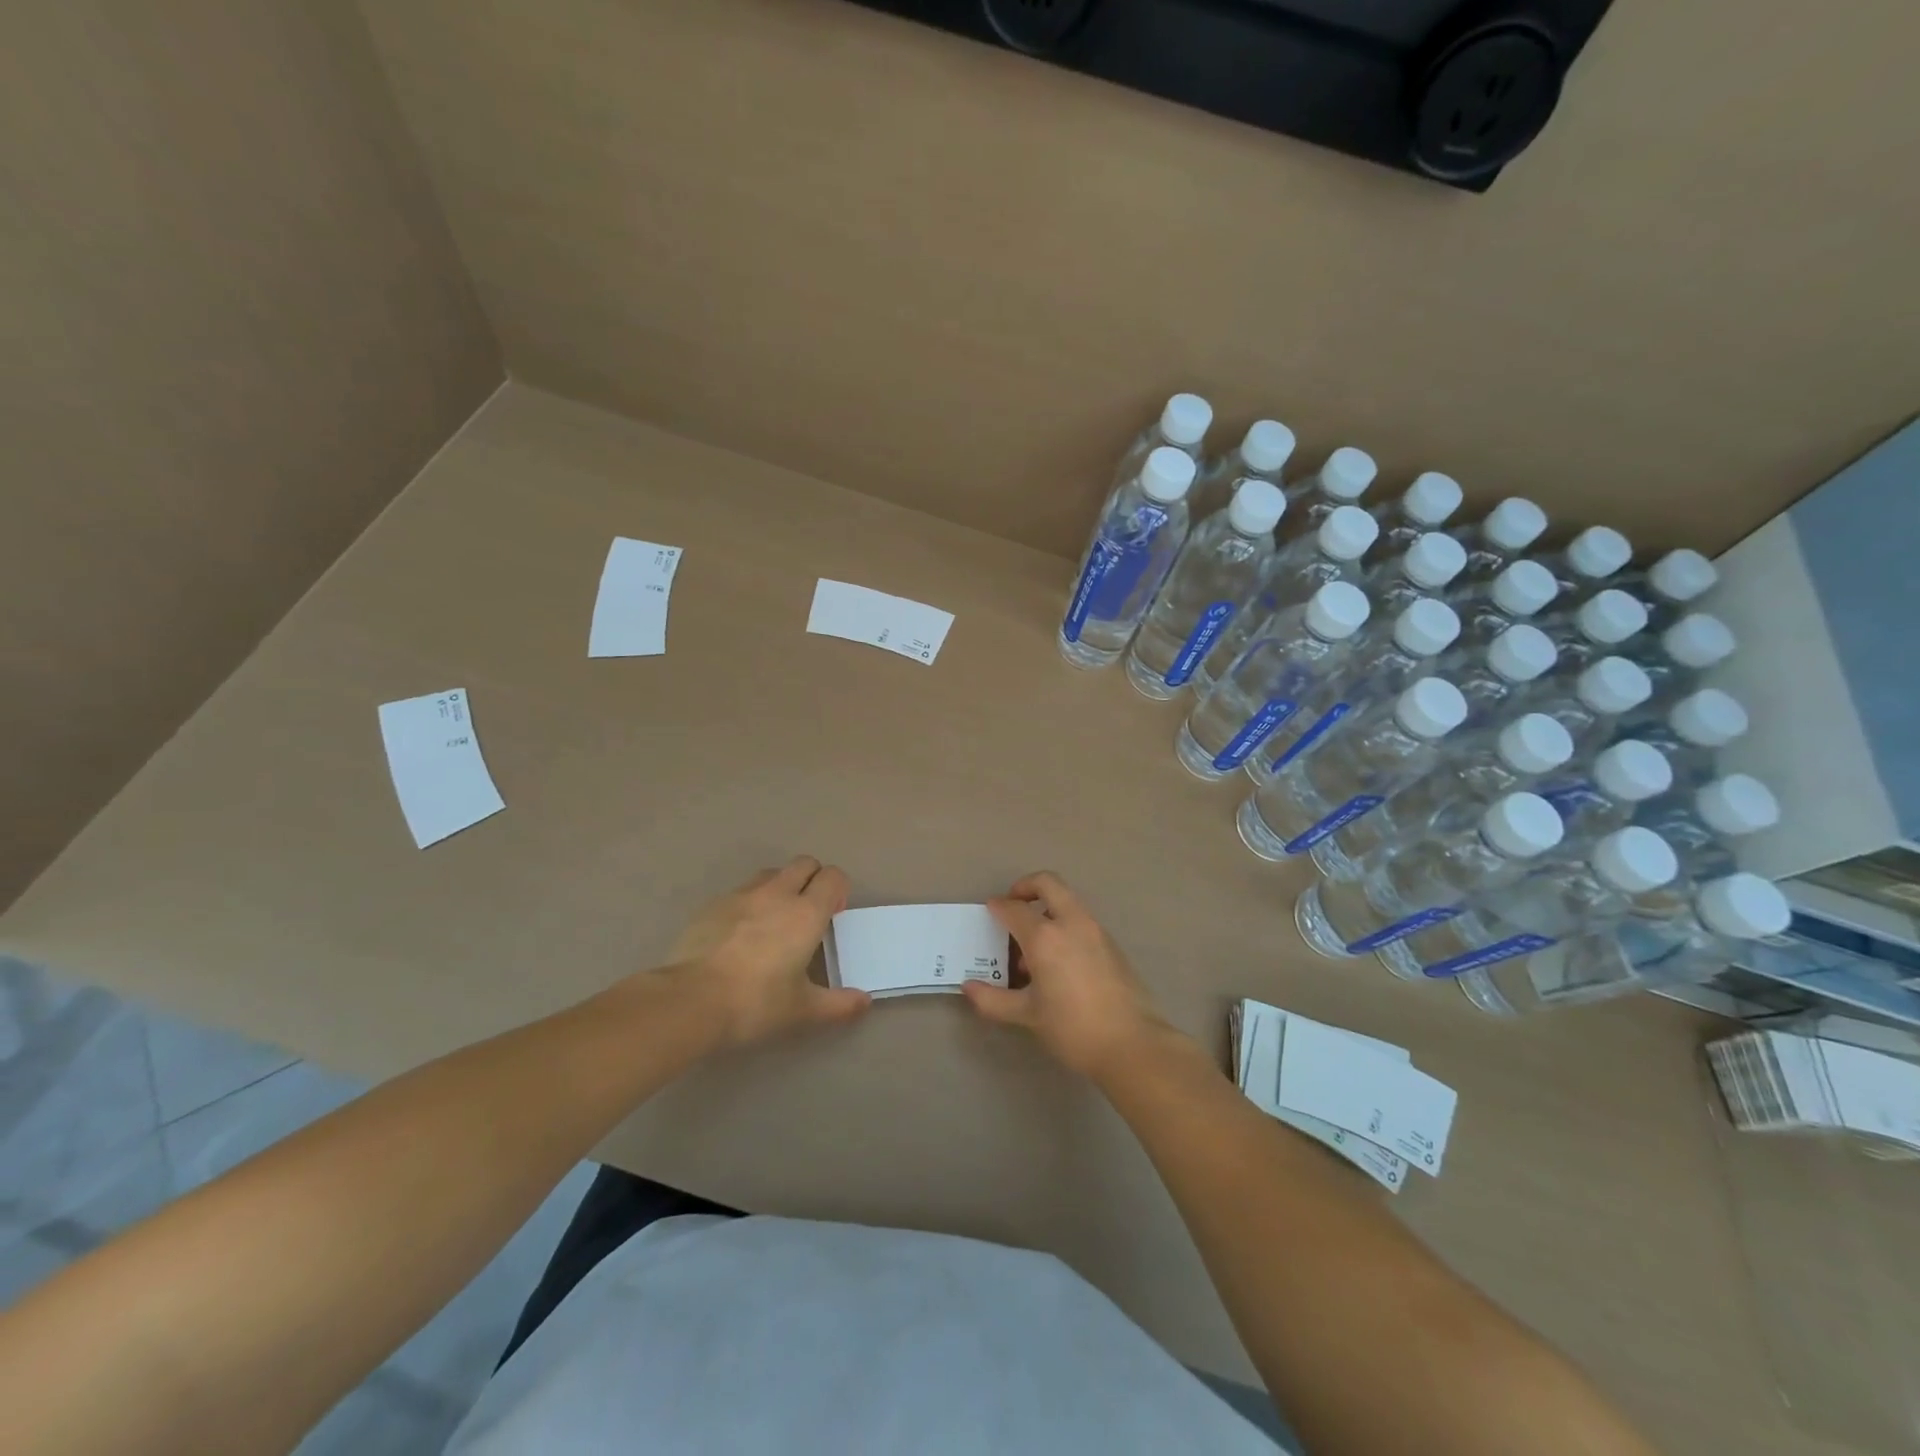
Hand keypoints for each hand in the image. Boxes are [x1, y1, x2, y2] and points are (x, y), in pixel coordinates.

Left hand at [668, 856, 870, 1046]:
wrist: (689, 1001)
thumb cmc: (755, 1003)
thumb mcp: (803, 1010)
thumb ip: (838, 1005)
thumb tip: (865, 1001)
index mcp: (805, 913)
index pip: (832, 876)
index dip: (838, 889)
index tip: (834, 914)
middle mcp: (776, 894)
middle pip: (804, 863)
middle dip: (813, 879)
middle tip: (809, 913)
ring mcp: (741, 896)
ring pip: (771, 873)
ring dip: (781, 886)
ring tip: (775, 921)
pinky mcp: (712, 906)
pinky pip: (740, 892)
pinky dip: (750, 903)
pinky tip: (740, 935)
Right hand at [962, 872, 1172, 1078]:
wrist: (1133, 1044)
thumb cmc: (1073, 1028)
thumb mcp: (1028, 1015)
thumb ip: (994, 999)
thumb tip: (969, 988)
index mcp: (1045, 937)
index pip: (1014, 908)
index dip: (998, 907)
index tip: (989, 911)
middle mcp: (1071, 923)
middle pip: (1048, 883)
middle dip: (1026, 887)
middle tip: (1013, 905)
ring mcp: (1096, 930)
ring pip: (1067, 900)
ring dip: (1046, 908)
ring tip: (1032, 945)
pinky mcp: (1112, 944)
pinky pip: (1081, 920)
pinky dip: (1064, 924)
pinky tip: (1057, 962)